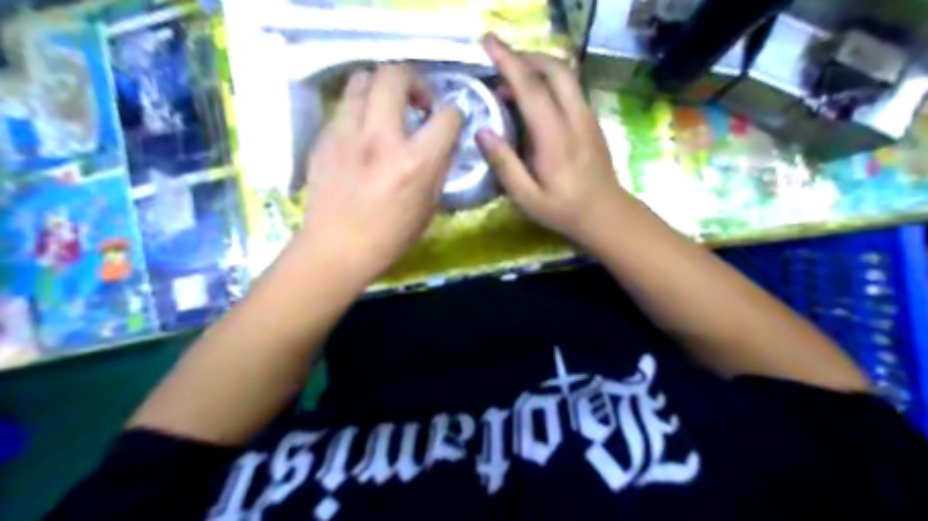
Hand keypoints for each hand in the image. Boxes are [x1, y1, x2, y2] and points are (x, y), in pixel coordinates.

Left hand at [302, 66, 464, 281]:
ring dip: (381, 87)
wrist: (336, 247)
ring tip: (385, 109)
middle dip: (414, 81)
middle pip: (396, 74)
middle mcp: (381, 137)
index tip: (447, 122)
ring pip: (363, 78)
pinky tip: (362, 133)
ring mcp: (347, 133)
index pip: (446, 114)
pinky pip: (344, 105)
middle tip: (416, 103)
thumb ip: (439, 166)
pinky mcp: (324, 137)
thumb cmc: (390, 235)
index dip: (453, 114)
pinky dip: (359, 110)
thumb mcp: (429, 205)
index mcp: (416, 162)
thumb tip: (443, 140)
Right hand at [475, 35, 626, 246]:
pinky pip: (570, 88)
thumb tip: (482, 132)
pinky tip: (534, 100)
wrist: (606, 214)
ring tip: (512, 83)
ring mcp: (587, 117)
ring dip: (538, 67)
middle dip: (526, 56)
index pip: (531, 89)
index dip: (509, 62)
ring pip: (566, 75)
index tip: (489, 42)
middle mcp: (575, 119)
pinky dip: (549, 81)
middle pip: (555, 69)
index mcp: (555, 138)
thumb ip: (504, 164)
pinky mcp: (592, 120)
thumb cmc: (563, 210)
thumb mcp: (526, 197)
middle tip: (500, 63)